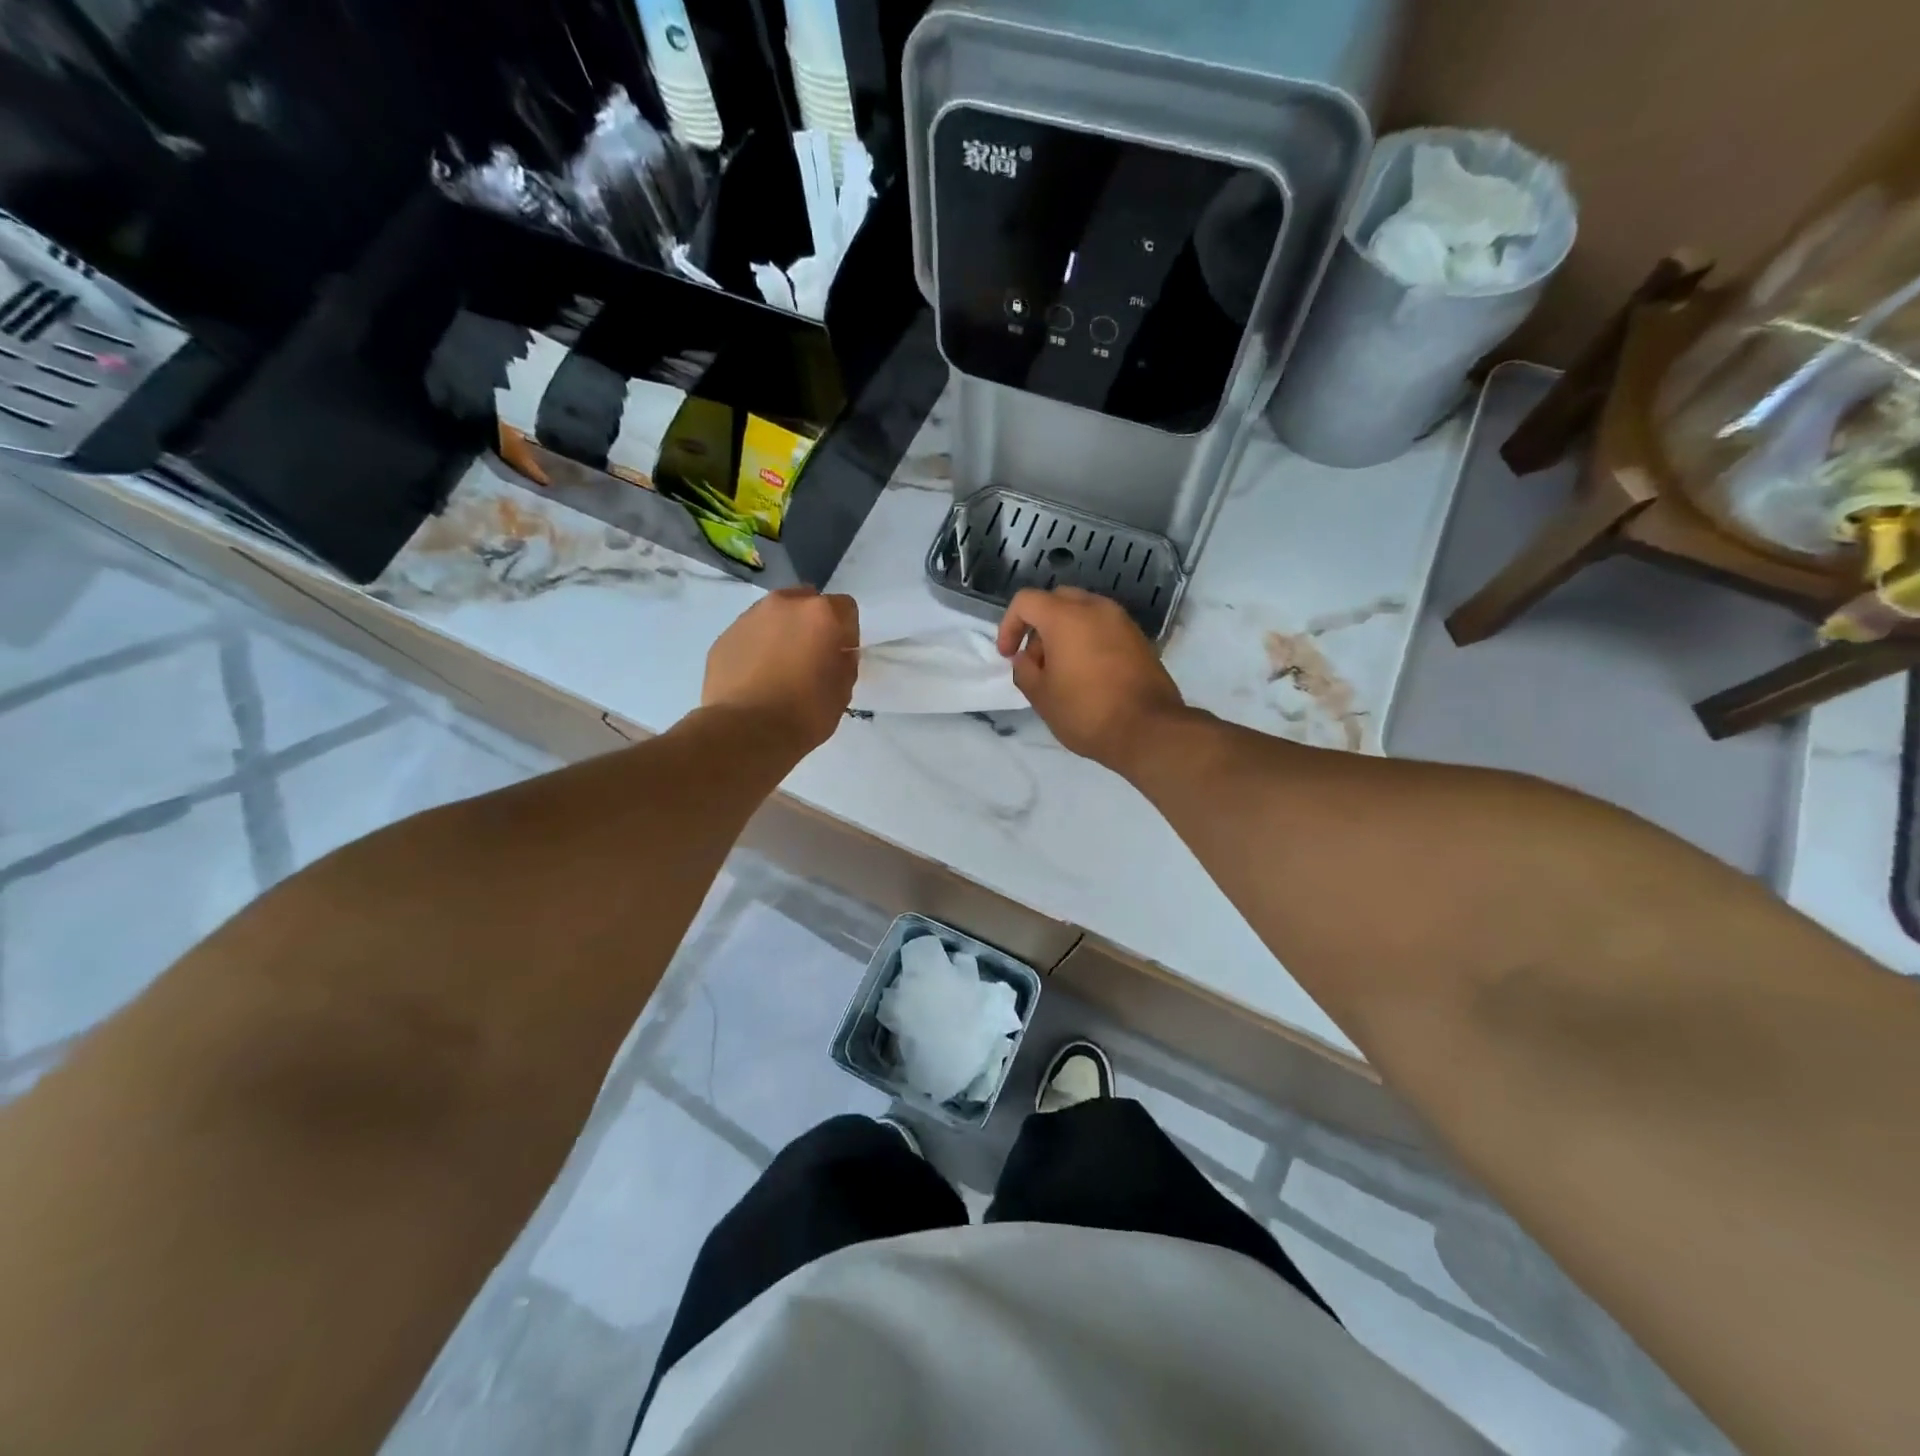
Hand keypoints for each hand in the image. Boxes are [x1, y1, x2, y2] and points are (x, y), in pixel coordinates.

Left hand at [703, 587, 859, 752]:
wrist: (745, 731)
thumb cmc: (805, 712)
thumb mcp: (843, 691)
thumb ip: (844, 662)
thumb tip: (837, 654)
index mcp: (821, 613)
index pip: (846, 609)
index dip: (847, 634)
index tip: (840, 657)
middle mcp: (784, 604)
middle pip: (807, 603)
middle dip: (812, 625)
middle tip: (811, 658)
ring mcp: (749, 617)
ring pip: (775, 617)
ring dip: (782, 634)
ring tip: (780, 669)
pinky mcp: (724, 636)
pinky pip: (750, 635)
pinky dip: (757, 649)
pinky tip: (756, 678)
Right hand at [996, 587, 1187, 773]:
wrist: (1149, 730)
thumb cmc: (1086, 712)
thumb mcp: (1041, 697)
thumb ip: (1024, 670)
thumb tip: (1024, 657)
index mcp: (1065, 616)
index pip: (1026, 601)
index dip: (1009, 625)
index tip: (1008, 655)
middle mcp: (1095, 608)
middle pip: (1056, 600)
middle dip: (1039, 626)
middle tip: (1035, 661)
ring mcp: (1122, 621)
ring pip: (1083, 612)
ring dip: (1065, 632)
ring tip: (1061, 670)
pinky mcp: (1139, 638)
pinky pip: (1104, 627)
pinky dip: (1088, 640)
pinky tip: (1087, 674)